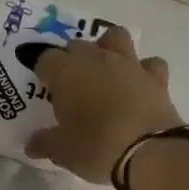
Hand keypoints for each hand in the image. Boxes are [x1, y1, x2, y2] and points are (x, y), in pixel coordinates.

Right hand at [25, 26, 180, 181]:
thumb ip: (45, 143)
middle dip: (72, 60)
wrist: (149, 152)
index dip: (44, 72)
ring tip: (106, 72)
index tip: (46, 88)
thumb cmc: (96, 148)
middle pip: (77, 45)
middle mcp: (96, 59)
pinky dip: (143, 70)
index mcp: (66, 72)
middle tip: (72, 86)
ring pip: (115, 37)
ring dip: (108, 48)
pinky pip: (149, 63)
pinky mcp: (156, 77)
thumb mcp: (63, 151)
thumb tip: (32, 144)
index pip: (46, 59)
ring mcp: (129, 64)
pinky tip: (139, 86)